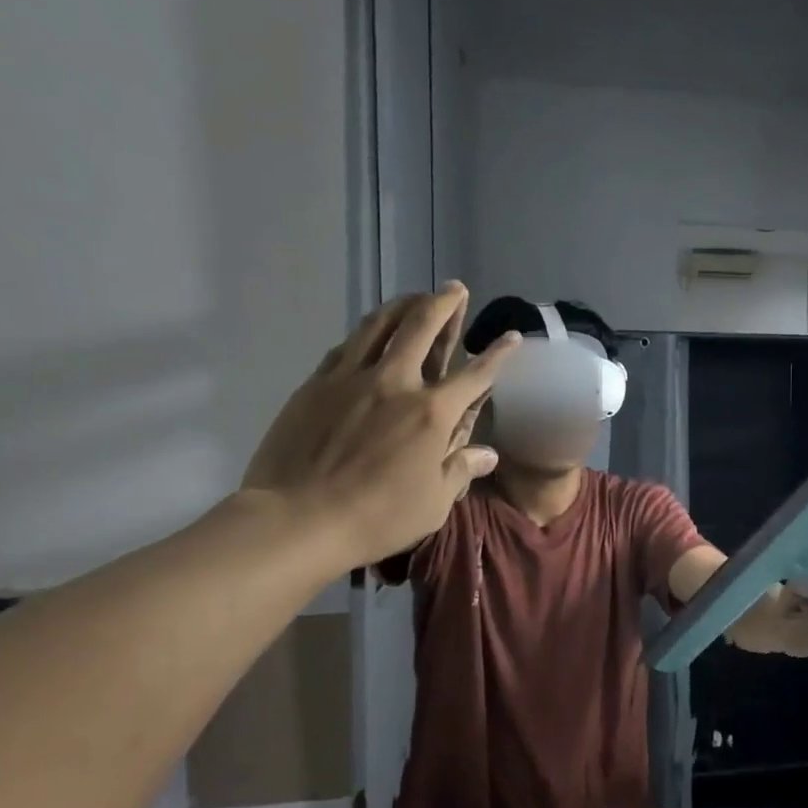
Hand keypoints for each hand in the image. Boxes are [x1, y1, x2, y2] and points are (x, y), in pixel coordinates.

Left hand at [240, 283, 518, 573]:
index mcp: (432, 413)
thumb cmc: (377, 517)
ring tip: (413, 296)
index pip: (475, 375)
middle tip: (453, 288)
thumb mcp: (434, 504)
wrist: (297, 518)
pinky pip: (346, 347)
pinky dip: (365, 334)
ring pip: (379, 327)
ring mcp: (350, 379)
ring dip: (401, 306)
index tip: (510, 336)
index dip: (497, 354)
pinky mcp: (315, 385)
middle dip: (443, 304)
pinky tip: (368, 333)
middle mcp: (395, 383)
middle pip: (422, 328)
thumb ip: (460, 470)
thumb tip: (488, 455)